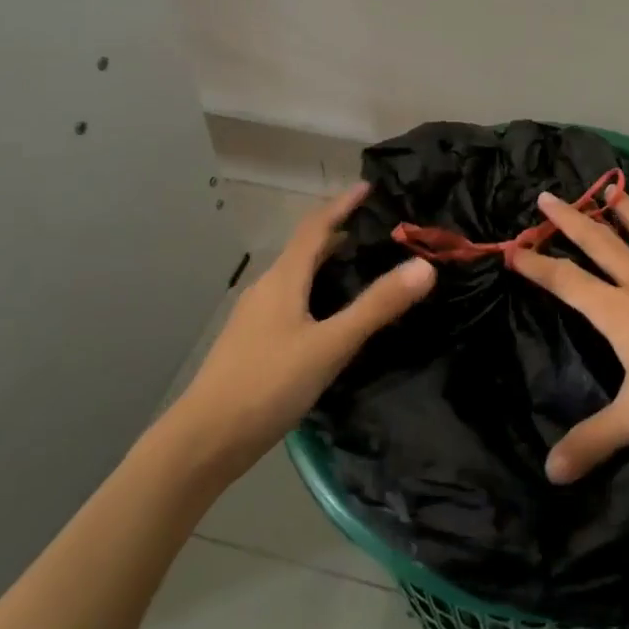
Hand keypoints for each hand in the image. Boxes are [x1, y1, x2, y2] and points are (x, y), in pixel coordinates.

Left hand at [171, 182, 434, 479]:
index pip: (316, 227)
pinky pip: (291, 302)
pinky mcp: (252, 344)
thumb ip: (377, 306)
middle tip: (378, 231)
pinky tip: (330, 319)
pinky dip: (316, 293)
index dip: (342, 204)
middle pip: (306, 250)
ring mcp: (255, 318)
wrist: (203, 441)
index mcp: (283, 279)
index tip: (369, 187)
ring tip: (361, 269)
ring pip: (297, 278)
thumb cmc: (267, 384)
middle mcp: (267, 289)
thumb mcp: (330, 345)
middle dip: (339, 234)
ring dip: (327, 265)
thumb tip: (425, 266)